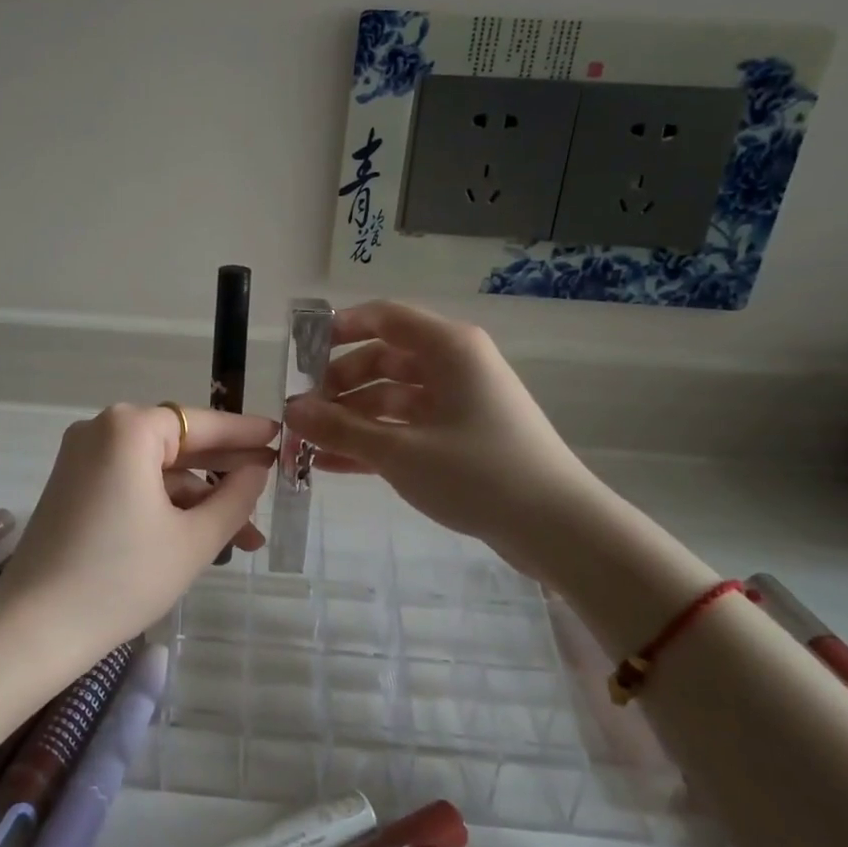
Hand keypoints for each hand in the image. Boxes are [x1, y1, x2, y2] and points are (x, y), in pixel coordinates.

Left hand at [0, 404, 278, 662]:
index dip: (245, 433)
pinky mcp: (73, 488)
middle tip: (271, 486)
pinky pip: (132, 484)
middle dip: (225, 473)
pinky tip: (201, 535)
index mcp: (129, 429)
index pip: (201, 424)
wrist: (35, 629)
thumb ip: (235, 499)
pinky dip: (165, 506)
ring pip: (156, 471)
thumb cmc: (122, 578)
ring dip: (198, 499)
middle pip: (178, 445)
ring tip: (246, 537)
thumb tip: (257, 471)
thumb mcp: (193, 540)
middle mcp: (100, 430)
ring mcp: (81, 459)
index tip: (281, 436)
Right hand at [282, 301, 598, 577]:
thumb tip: (291, 412)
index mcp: (448, 348)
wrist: (557, 528)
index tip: (300, 354)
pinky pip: (406, 427)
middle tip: (302, 414)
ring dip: (351, 418)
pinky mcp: (461, 436)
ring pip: (391, 397)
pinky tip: (334, 464)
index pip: (383, 317)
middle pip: (382, 359)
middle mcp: (454, 366)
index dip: (338, 329)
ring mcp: (458, 402)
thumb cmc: (478, 473)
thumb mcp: (400, 451)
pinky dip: (373, 441)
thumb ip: (340, 429)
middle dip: (339, 385)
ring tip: (310, 445)